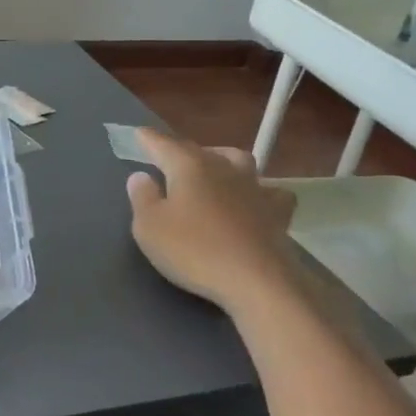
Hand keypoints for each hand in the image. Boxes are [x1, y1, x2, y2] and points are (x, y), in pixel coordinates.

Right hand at [124, 130, 298, 312]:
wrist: (257, 282)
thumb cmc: (194, 251)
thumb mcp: (149, 227)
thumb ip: (142, 197)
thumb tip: (142, 176)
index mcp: (188, 166)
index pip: (163, 144)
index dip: (149, 139)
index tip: (139, 133)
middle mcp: (223, 168)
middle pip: (199, 150)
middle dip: (181, 151)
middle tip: (169, 159)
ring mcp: (254, 188)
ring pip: (238, 161)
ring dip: (223, 161)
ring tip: (214, 170)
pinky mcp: (277, 212)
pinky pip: (270, 191)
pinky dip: (260, 191)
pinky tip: (255, 200)